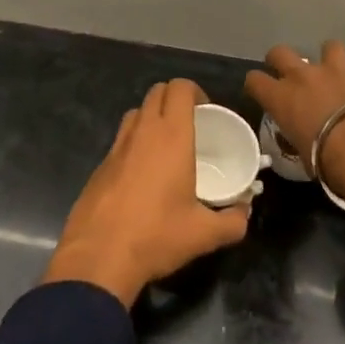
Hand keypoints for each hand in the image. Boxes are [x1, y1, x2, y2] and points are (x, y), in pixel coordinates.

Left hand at [42, 79, 251, 307]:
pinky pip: (121, 138)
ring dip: (152, 116)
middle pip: (157, 92)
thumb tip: (245, 213)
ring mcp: (117, 145)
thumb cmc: (157, 236)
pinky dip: (134, 141)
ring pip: (136, 112)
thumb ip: (233, 221)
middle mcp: (143, 131)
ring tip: (167, 145)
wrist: (99, 255)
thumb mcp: (204, 234)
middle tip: (190, 125)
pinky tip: (143, 173)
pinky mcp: (100, 164)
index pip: (180, 87)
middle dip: (175, 99)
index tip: (207, 112)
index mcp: (171, 136)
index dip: (195, 91)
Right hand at [244, 41, 344, 225]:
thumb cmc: (329, 162)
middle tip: (291, 76)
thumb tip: (298, 137)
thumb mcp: (302, 156)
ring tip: (336, 75)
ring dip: (329, 60)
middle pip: (280, 52)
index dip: (257, 85)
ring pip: (328, 47)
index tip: (263, 93)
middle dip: (282, 60)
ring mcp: (336, 70)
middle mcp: (303, 76)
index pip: (254, 80)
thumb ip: (296, 138)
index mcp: (281, 98)